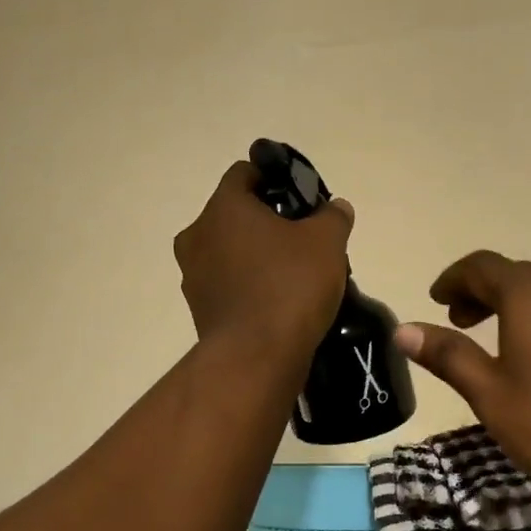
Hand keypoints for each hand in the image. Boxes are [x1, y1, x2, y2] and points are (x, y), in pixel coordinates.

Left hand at [175, 162, 353, 360]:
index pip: (245, 173)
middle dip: (268, 223)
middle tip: (303, 240)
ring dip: (257, 257)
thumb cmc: (289, 286)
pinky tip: (278, 302)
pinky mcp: (200, 310)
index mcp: (223, 207)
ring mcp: (194, 275)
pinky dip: (249, 287)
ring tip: (294, 275)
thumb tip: (336, 207)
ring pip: (230, 252)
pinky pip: (228, 285)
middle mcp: (198, 235)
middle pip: (236, 216)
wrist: (256, 357)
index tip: (302, 199)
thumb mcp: (326, 243)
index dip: (275, 179)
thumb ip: (332, 217)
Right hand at [393, 252, 530, 521]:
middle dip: (486, 294)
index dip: (453, 280)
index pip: (481, 267)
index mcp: (529, 292)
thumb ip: (448, 355)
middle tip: (464, 325)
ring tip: (517, 332)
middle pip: (519, 274)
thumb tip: (403, 329)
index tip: (436, 300)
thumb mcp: (490, 395)